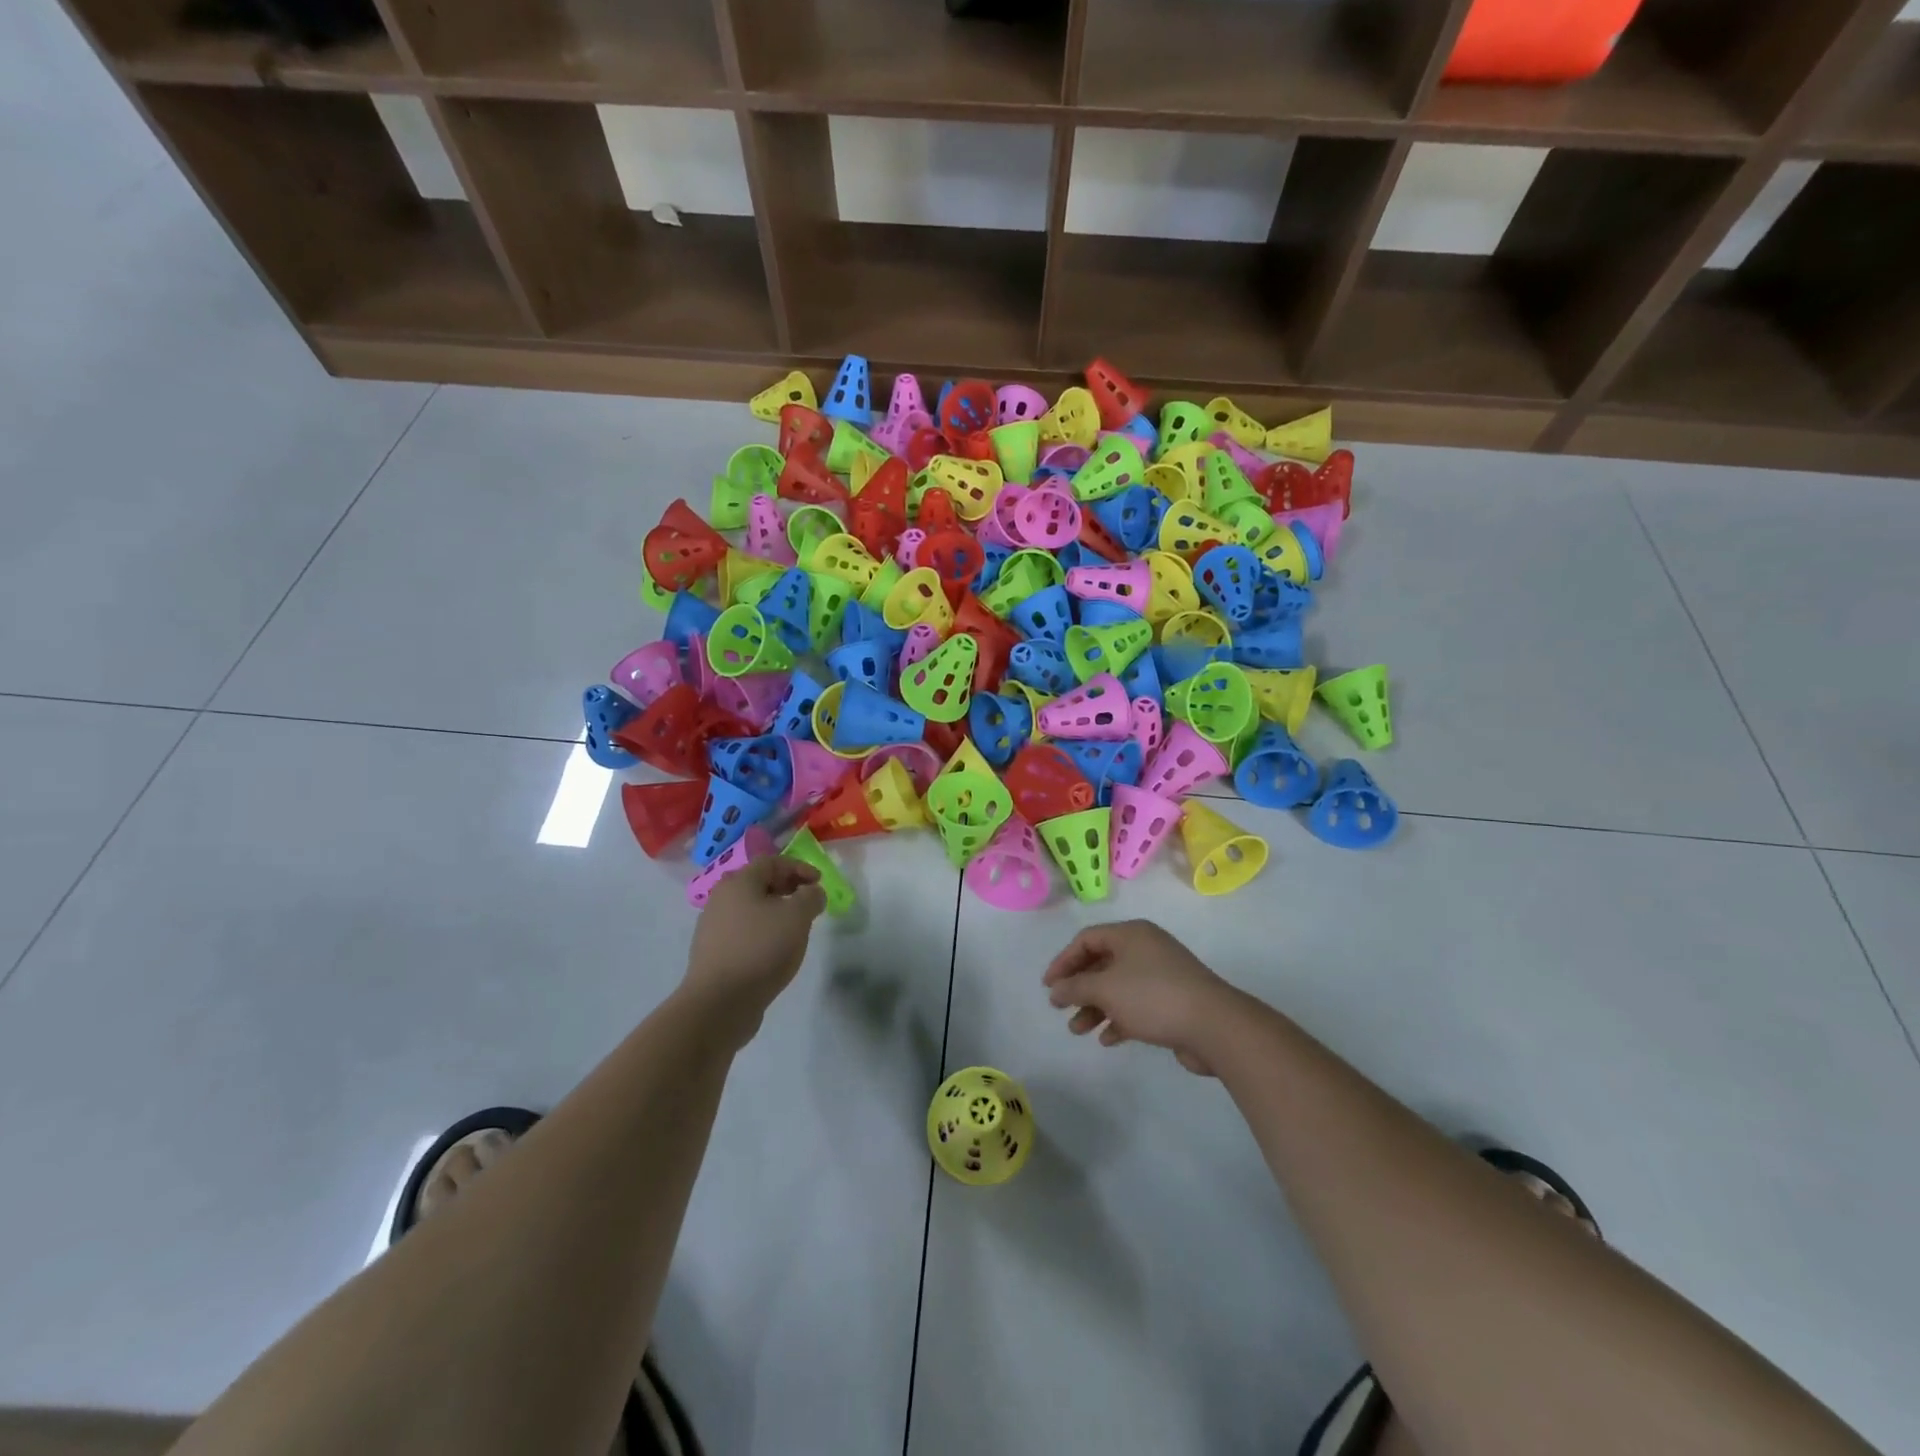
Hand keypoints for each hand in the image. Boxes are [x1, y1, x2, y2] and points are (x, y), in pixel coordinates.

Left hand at [685, 856, 826, 1041]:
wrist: (719, 1002)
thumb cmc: (761, 949)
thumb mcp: (797, 917)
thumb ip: (811, 897)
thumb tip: (812, 892)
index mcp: (739, 882)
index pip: (772, 862)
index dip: (799, 867)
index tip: (819, 882)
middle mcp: (721, 898)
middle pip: (759, 883)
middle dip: (788, 888)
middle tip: (809, 902)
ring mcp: (713, 927)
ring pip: (751, 909)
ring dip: (776, 912)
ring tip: (795, 928)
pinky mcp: (713, 953)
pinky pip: (743, 932)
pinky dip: (763, 932)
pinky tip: (775, 950)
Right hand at [1042, 920, 1241, 1075]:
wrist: (1214, 1025)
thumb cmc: (1153, 996)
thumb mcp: (1106, 989)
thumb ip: (1075, 987)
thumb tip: (1056, 990)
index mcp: (1131, 934)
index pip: (1087, 939)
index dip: (1064, 961)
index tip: (1049, 986)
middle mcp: (1145, 949)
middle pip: (1102, 963)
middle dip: (1079, 987)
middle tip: (1061, 1008)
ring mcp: (1161, 975)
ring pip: (1118, 987)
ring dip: (1095, 1007)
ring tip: (1079, 1030)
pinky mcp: (1172, 1001)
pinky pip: (1136, 1005)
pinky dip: (1119, 1018)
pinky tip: (1108, 1038)